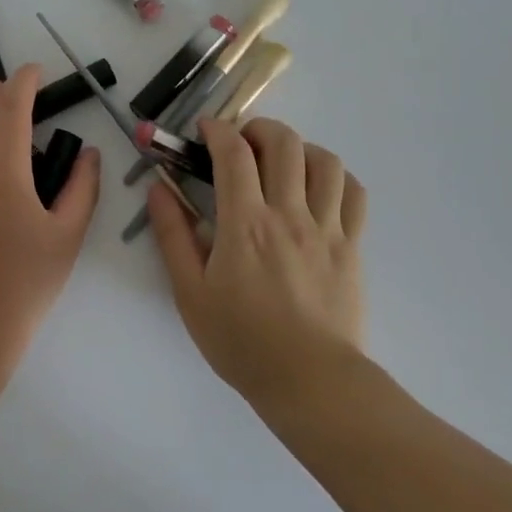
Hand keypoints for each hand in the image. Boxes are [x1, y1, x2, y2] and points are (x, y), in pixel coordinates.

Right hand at [148, 117, 367, 406]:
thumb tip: (158, 189)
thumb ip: (172, 235)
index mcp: (245, 224)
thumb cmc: (241, 340)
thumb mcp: (190, 292)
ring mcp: (326, 228)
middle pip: (283, 143)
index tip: (204, 130)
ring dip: (299, 148)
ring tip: (281, 163)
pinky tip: (317, 188)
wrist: (310, 383)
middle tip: (242, 143)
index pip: (234, 153)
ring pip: (323, 161)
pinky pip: (353, 193)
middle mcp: (288, 214)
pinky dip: (335, 177)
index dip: (217, 130)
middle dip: (258, 128)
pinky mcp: (351, 246)